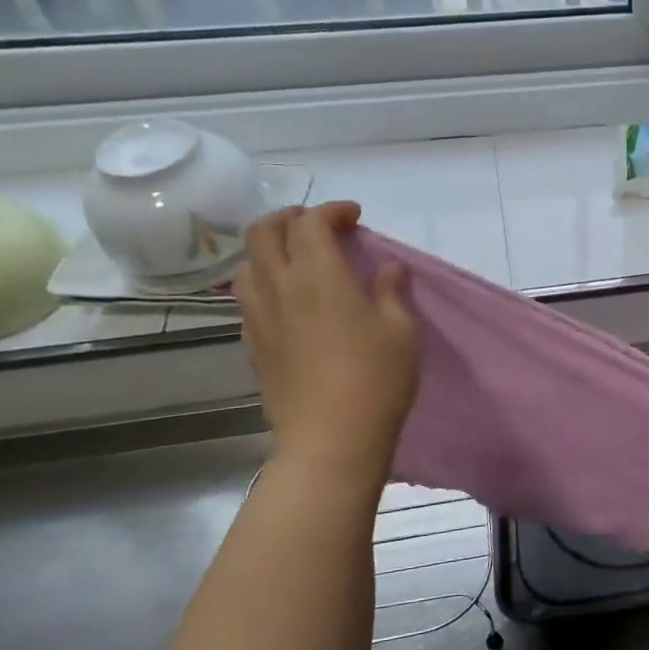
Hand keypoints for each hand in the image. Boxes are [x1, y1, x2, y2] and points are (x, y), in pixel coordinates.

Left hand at [236, 202, 417, 474]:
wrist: (331, 438)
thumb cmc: (376, 379)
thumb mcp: (401, 331)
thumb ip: (391, 292)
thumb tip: (388, 268)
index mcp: (318, 274)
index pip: (312, 222)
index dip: (332, 210)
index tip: (355, 217)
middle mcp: (279, 286)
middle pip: (264, 231)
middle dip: (291, 218)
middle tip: (320, 226)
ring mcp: (258, 316)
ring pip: (247, 263)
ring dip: (270, 249)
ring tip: (297, 259)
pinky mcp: (252, 344)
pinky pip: (247, 297)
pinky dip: (265, 282)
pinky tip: (288, 300)